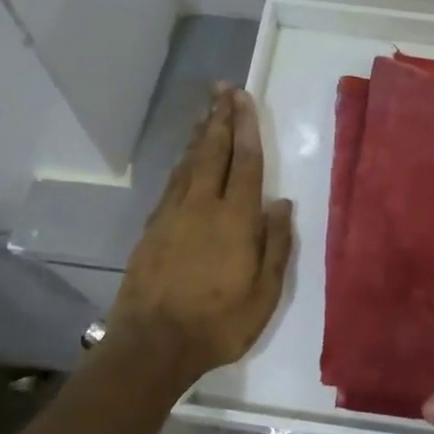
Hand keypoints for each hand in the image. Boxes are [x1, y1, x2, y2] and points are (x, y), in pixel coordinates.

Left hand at [110, 86, 294, 385]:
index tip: (244, 98)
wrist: (152, 344)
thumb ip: (275, 245)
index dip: (246, 128)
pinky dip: (181, 162)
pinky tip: (185, 157)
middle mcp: (202, 206)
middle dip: (220, 118)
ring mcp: (172, 214)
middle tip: (223, 89)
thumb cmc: (217, 323)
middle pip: (212, 152)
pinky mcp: (152, 227)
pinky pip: (172, 182)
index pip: (245, 162)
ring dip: (199, 134)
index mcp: (235, 219)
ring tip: (206, 111)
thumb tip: (281, 204)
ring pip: (188, 163)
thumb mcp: (263, 294)